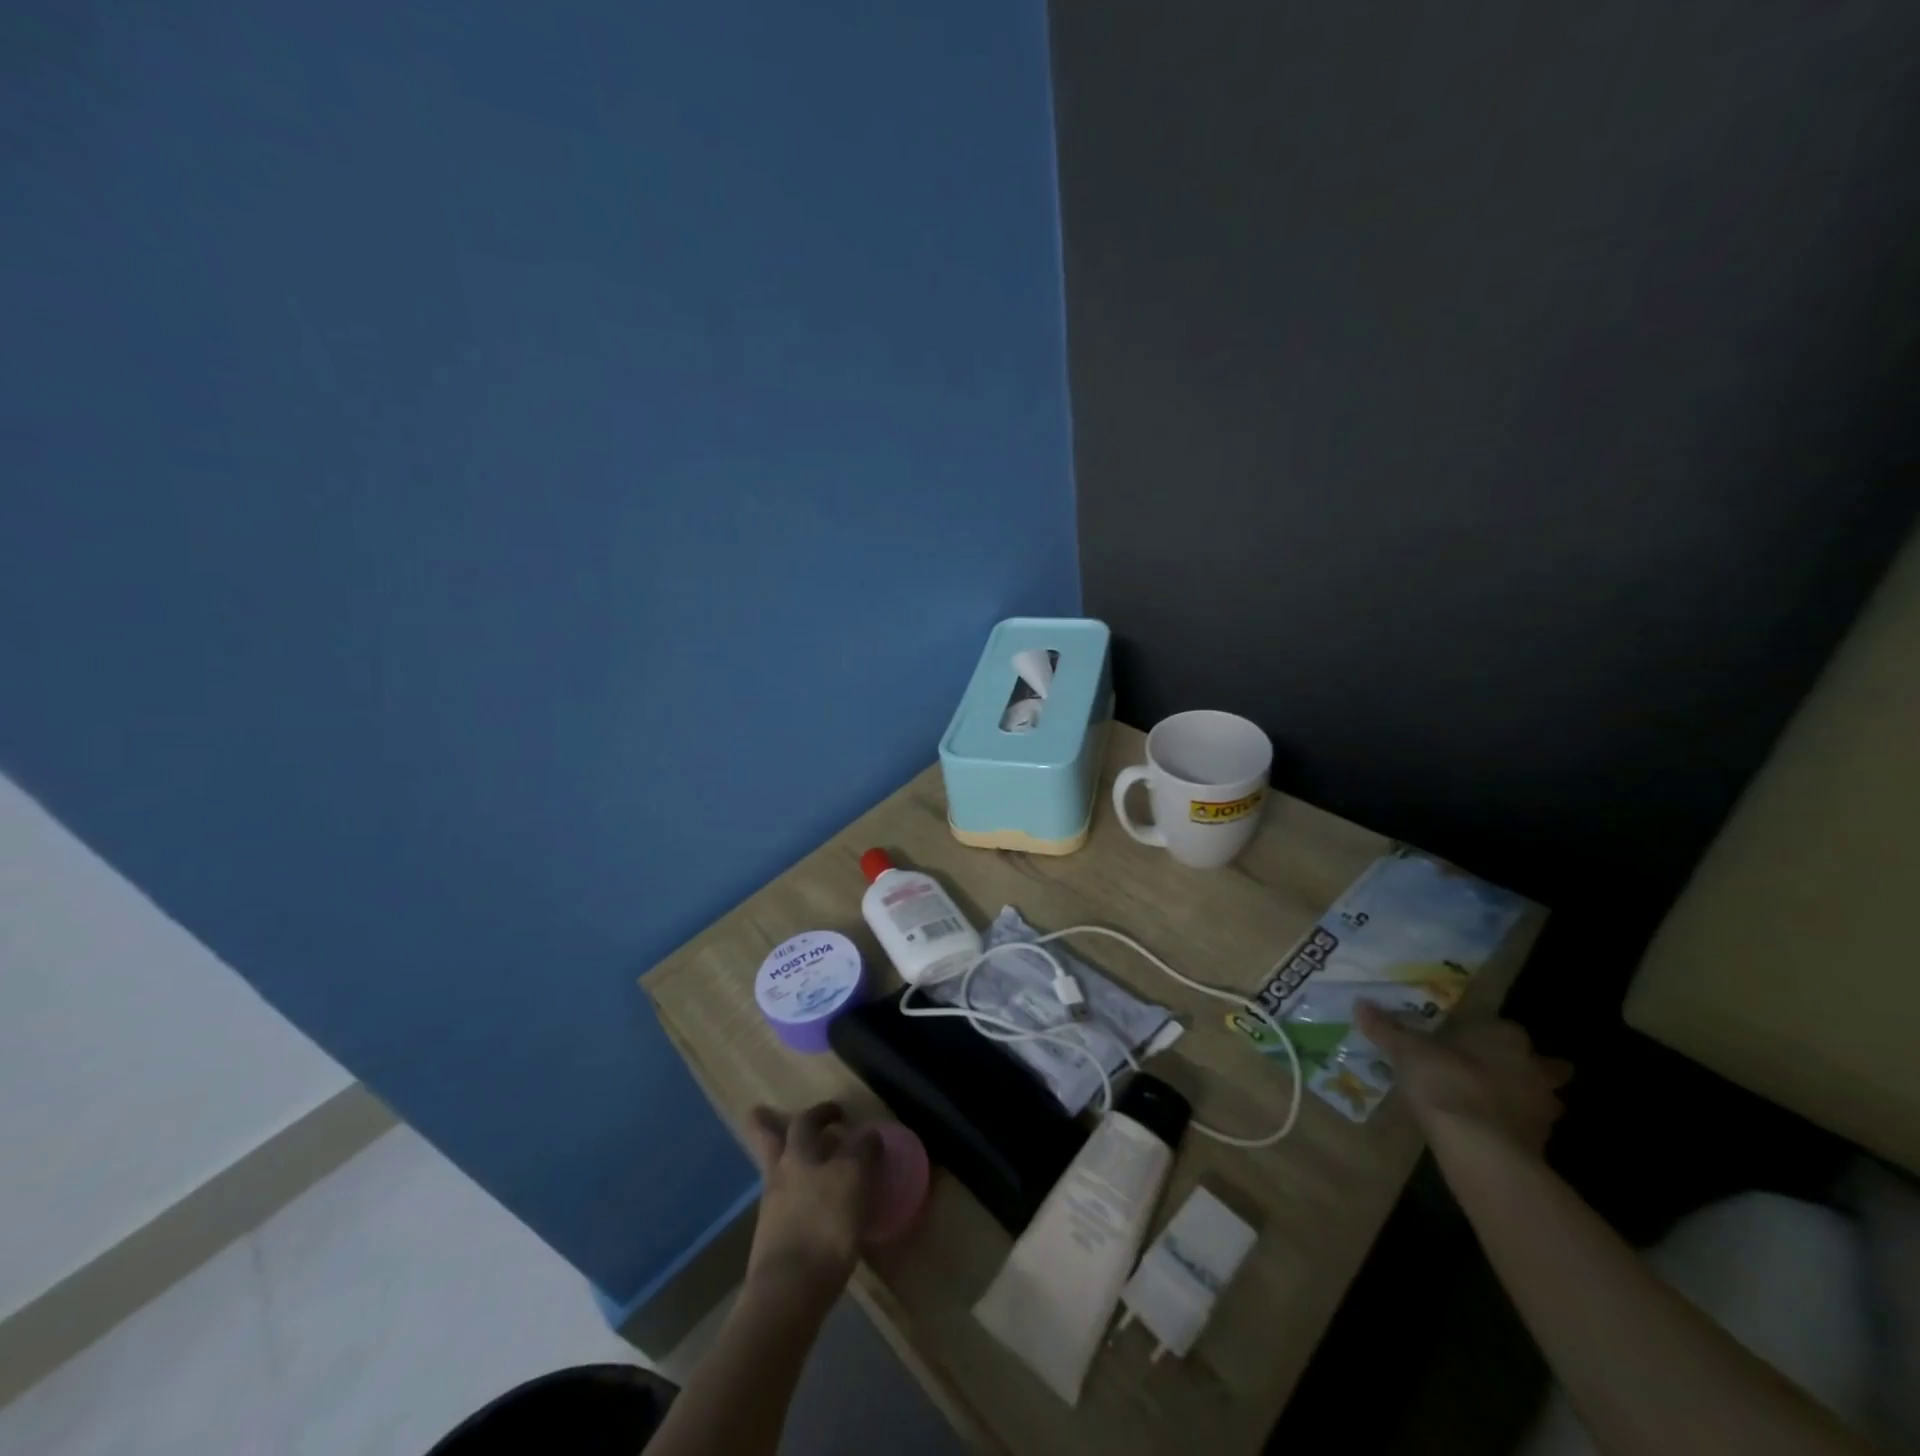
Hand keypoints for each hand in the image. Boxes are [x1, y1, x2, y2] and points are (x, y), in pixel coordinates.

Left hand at [742, 1102, 879, 1307]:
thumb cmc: (825, 1224)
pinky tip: (811, 1211)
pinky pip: (783, 1208)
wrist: (789, 1291)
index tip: (839, 1113)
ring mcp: (771, 1209)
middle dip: (766, 1125)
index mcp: (798, 1154)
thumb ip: (863, 1152)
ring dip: (785, 1164)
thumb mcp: (855, 1179)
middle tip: (764, 1113)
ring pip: (775, 1174)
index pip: (805, 1120)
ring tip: (804, 1167)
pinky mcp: (771, 1242)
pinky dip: (794, 1201)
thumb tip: (868, 1135)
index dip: (822, 1111)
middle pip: (766, 1141)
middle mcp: (779, 1175)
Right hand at [1356, 1001, 1571, 1155]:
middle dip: (1522, 1067)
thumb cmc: (1446, 1083)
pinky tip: (1486, 1130)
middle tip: (1489, 1070)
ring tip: (1487, 1103)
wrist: (1481, 1150)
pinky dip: (1511, 1127)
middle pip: (1538, 1064)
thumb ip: (1386, 1028)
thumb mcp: (1405, 1051)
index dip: (1485, 1033)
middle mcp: (1533, 1068)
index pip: (1502, 1027)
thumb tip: (1361, 1003)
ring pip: (1538, 1097)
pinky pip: (1526, 1127)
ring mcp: (1543, 1109)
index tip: (1466, 1040)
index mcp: (1505, 1037)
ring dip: (1520, 1099)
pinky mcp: (1541, 1144)